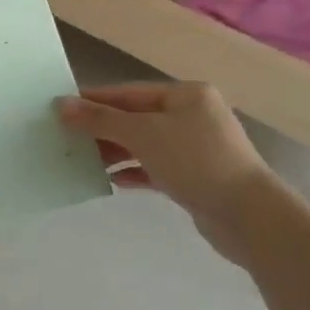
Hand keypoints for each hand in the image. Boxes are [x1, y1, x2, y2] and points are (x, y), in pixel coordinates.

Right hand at [56, 82, 290, 264]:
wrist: (249, 217)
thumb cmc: (195, 161)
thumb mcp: (142, 134)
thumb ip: (100, 119)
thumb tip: (61, 105)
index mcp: (186, 94)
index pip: (129, 92)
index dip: (94, 100)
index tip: (60, 108)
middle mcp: (193, 116)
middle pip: (136, 117)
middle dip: (102, 128)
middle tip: (66, 137)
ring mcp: (197, 148)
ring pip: (145, 144)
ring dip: (115, 151)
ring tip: (83, 160)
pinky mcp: (197, 178)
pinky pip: (156, 168)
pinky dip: (134, 171)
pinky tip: (112, 180)